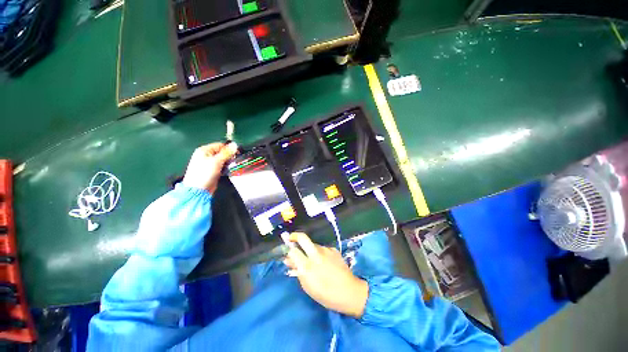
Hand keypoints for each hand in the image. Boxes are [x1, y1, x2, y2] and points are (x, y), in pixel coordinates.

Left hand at [182, 142, 237, 192]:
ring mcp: (209, 163)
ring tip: (235, 166)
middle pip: (222, 152)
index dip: (229, 148)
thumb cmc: (205, 173)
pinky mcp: (213, 171)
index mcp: (204, 150)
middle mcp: (206, 155)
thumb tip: (235, 144)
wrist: (198, 190)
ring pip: (223, 160)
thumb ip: (226, 153)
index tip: (238, 153)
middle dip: (230, 156)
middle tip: (236, 160)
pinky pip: (222, 166)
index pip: (220, 145)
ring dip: (229, 162)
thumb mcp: (216, 161)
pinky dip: (226, 167)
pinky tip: (231, 170)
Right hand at [283, 232, 368, 317]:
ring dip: (309, 249)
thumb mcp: (307, 286)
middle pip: (302, 237)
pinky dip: (320, 253)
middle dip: (295, 236)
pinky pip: (323, 248)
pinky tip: (324, 261)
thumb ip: (297, 271)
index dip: (288, 250)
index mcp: (307, 266)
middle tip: (291, 239)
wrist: (349, 292)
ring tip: (313, 259)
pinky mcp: (333, 249)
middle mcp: (316, 254)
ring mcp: (326, 250)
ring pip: (313, 244)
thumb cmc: (325, 294)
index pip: (293, 251)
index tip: (286, 251)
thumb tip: (288, 260)